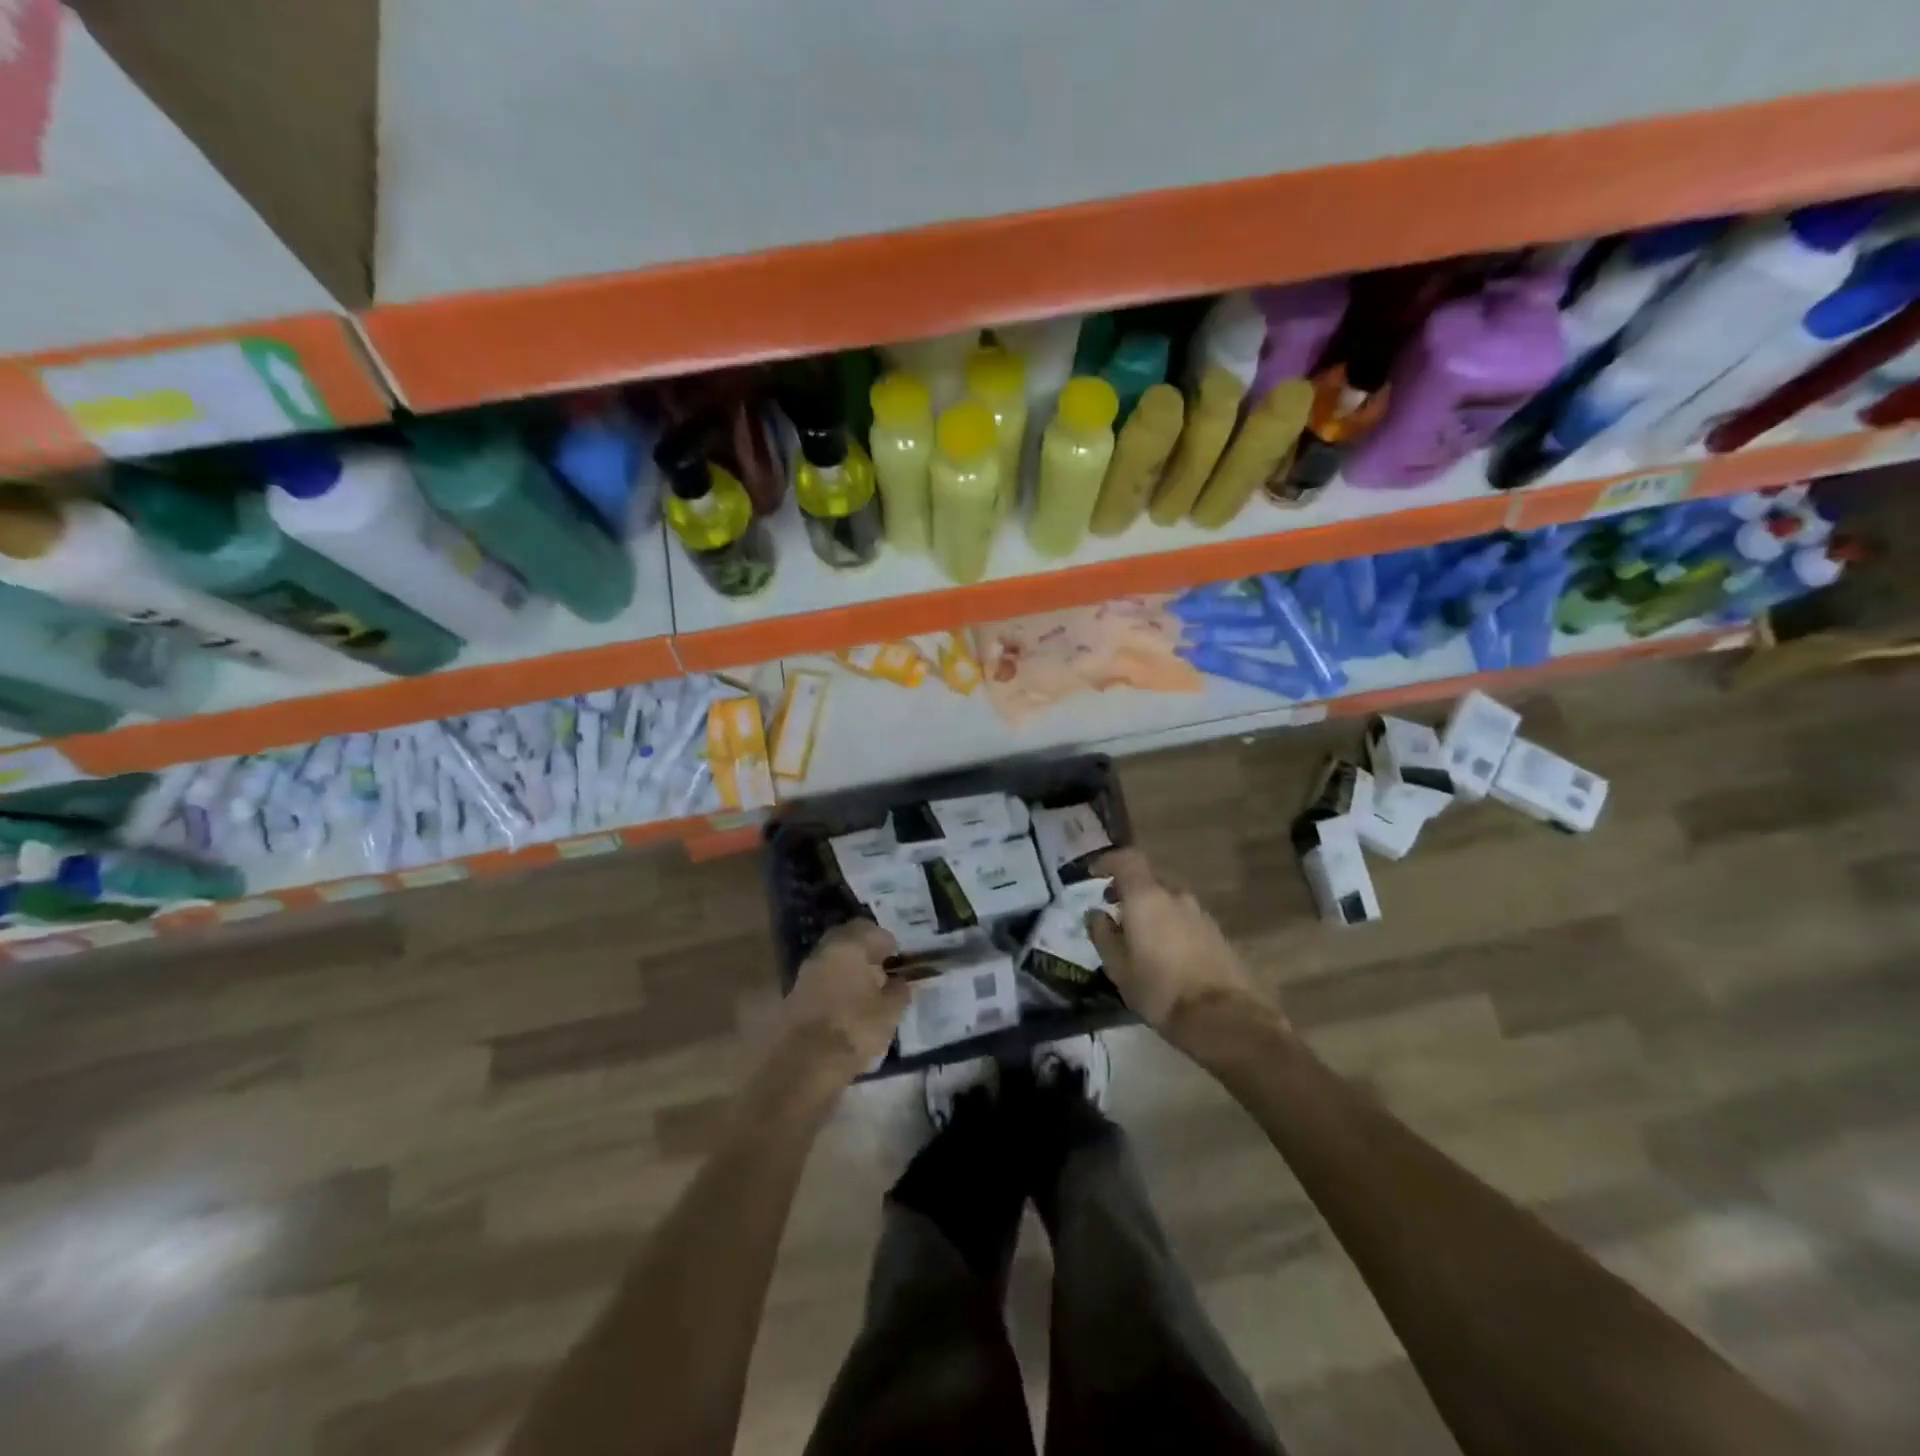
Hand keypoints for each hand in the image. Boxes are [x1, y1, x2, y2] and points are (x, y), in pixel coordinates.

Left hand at [780, 920, 911, 1086]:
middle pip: (846, 940)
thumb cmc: (854, 1029)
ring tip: (867, 989)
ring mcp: (805, 974)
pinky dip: (835, 986)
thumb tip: (900, 982)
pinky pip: (821, 981)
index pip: (869, 929)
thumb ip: (898, 992)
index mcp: (848, 947)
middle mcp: (824, 953)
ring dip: (848, 968)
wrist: (804, 1065)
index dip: (885, 941)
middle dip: (864, 950)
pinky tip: (847, 1004)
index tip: (896, 957)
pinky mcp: (794, 997)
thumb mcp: (889, 1012)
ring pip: (831, 960)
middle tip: (881, 967)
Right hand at [1085, 848, 1277, 1046]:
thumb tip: (1095, 914)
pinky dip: (1168, 922)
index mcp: (1147, 897)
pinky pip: (1184, 917)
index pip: (1127, 859)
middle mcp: (1175, 896)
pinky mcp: (1216, 933)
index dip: (1108, 861)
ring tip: (1137, 933)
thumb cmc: (1160, 989)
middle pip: (1149, 877)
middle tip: (1113, 906)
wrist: (1224, 1017)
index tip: (1093, 875)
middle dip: (1128, 887)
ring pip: (1168, 898)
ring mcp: (1200, 913)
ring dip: (1150, 907)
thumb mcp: (1118, 967)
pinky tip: (1163, 949)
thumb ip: (1103, 935)